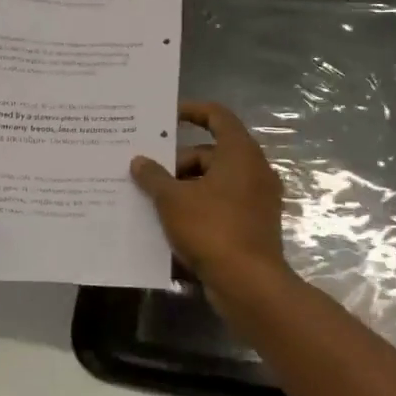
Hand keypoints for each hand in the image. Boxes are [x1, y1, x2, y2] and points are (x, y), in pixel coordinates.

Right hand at [130, 101, 288, 305]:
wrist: (249, 284)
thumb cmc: (212, 229)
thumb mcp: (173, 200)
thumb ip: (153, 177)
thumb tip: (139, 161)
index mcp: (239, 153)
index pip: (217, 115)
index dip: (191, 111)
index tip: (165, 117)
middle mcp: (253, 170)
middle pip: (210, 152)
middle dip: (177, 161)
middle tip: (147, 173)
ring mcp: (256, 199)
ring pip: (213, 180)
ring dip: (184, 186)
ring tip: (152, 199)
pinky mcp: (253, 224)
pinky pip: (220, 204)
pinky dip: (198, 206)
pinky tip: (171, 222)